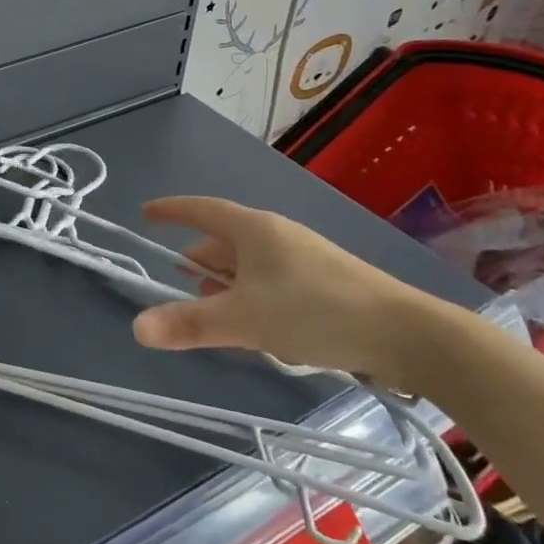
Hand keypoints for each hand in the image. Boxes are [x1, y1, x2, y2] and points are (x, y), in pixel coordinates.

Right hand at [131, 196, 456, 392]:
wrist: (408, 335)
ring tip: (215, 311)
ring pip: (249, 264)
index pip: (200, 209)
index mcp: (253, 229)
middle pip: (224, 241)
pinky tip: (259, 328)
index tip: (146, 214)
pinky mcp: (324, 283)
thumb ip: (190, 323)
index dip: (171, 211)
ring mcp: (303, 258)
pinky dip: (253, 297)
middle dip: (199, 261)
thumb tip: (136, 328)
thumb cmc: (315, 311)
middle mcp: (277, 235)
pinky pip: (272, 281)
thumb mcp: (244, 319)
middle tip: (180, 285)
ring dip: (226, 284)